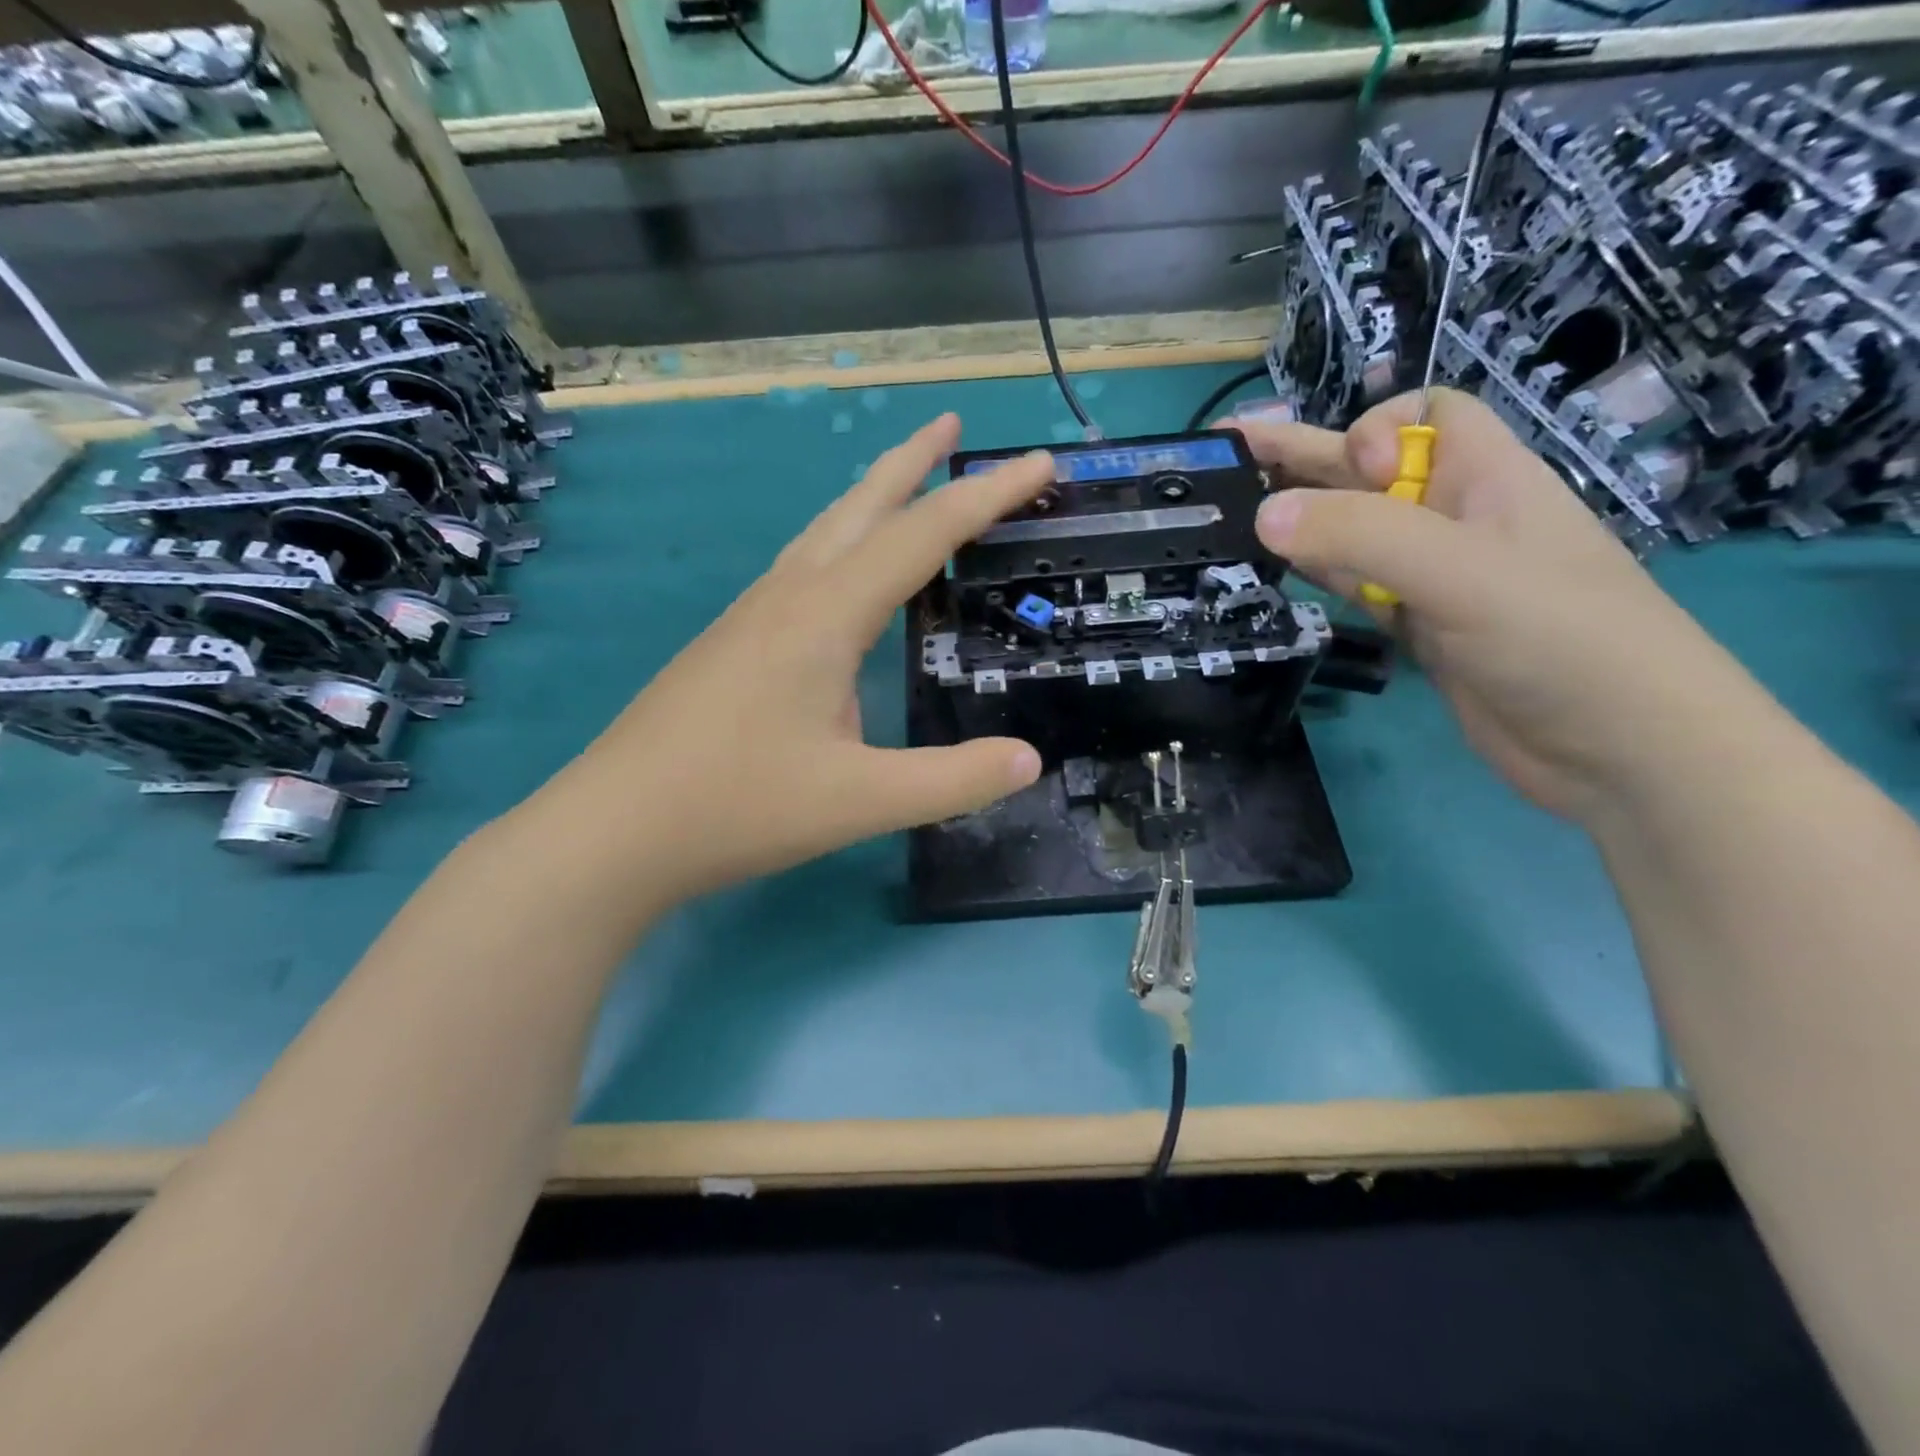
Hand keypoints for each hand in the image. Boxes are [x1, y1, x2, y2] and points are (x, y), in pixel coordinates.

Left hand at [539, 414, 1048, 907]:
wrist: (613, 830)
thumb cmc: (736, 808)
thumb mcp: (861, 802)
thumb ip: (952, 781)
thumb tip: (1031, 760)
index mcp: (825, 615)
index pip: (923, 535)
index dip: (987, 496)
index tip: (1039, 463)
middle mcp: (788, 596)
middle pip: (862, 505)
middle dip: (915, 461)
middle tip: (955, 425)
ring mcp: (751, 616)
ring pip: (824, 533)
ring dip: (873, 498)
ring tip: (907, 482)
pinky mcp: (732, 642)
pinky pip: (802, 568)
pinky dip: (842, 544)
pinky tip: (842, 574)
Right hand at [1232, 388, 1768, 822]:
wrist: (1617, 749)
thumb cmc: (1559, 638)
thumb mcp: (1460, 572)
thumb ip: (1361, 537)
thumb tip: (1264, 514)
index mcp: (1486, 478)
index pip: (1427, 414)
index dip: (1376, 429)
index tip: (1351, 475)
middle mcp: (1455, 518)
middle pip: (1370, 472)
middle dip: (1304, 458)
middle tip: (1227, 454)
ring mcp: (1434, 577)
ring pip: (1354, 532)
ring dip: (1300, 519)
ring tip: (1231, 512)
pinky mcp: (1418, 627)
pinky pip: (1355, 586)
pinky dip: (1316, 573)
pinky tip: (1276, 569)